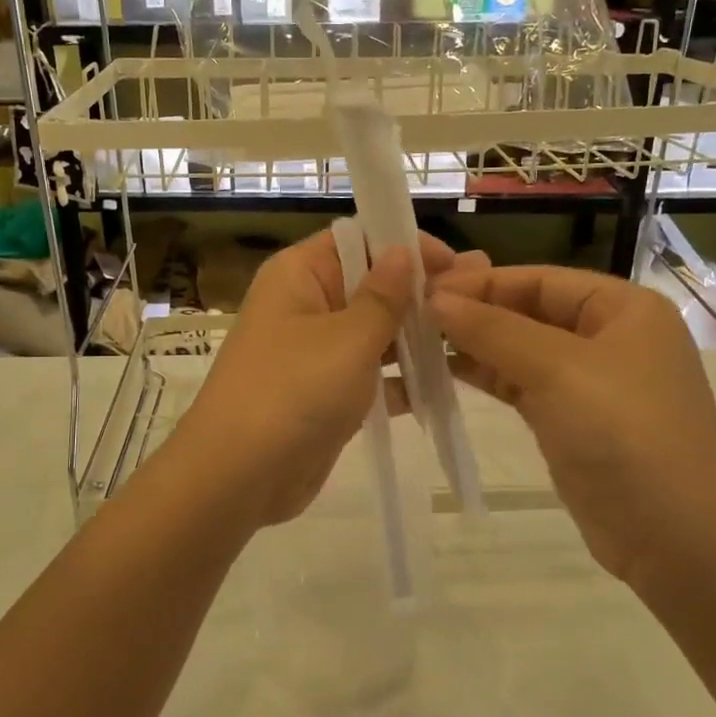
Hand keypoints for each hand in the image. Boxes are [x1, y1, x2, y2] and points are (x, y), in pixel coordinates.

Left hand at [179, 230, 478, 526]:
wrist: (239, 476)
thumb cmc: (294, 390)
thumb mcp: (348, 338)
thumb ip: (383, 296)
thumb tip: (402, 251)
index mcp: (299, 275)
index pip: (357, 240)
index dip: (403, 244)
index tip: (452, 261)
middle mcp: (305, 306)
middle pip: (368, 285)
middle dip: (419, 291)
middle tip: (476, 293)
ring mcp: (315, 354)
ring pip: (373, 333)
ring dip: (416, 336)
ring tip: (472, 335)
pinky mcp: (325, 395)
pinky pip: (370, 376)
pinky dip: (401, 379)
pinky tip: (446, 384)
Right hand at [427, 265, 715, 589]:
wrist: (675, 535)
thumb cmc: (625, 432)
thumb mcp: (558, 369)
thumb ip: (493, 329)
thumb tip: (434, 298)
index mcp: (621, 308)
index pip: (539, 279)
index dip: (481, 282)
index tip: (423, 289)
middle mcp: (607, 337)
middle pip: (528, 311)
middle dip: (474, 312)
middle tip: (411, 315)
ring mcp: (588, 382)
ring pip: (520, 349)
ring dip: (474, 345)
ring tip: (417, 342)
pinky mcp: (568, 421)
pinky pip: (520, 385)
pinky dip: (486, 377)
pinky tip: (444, 373)